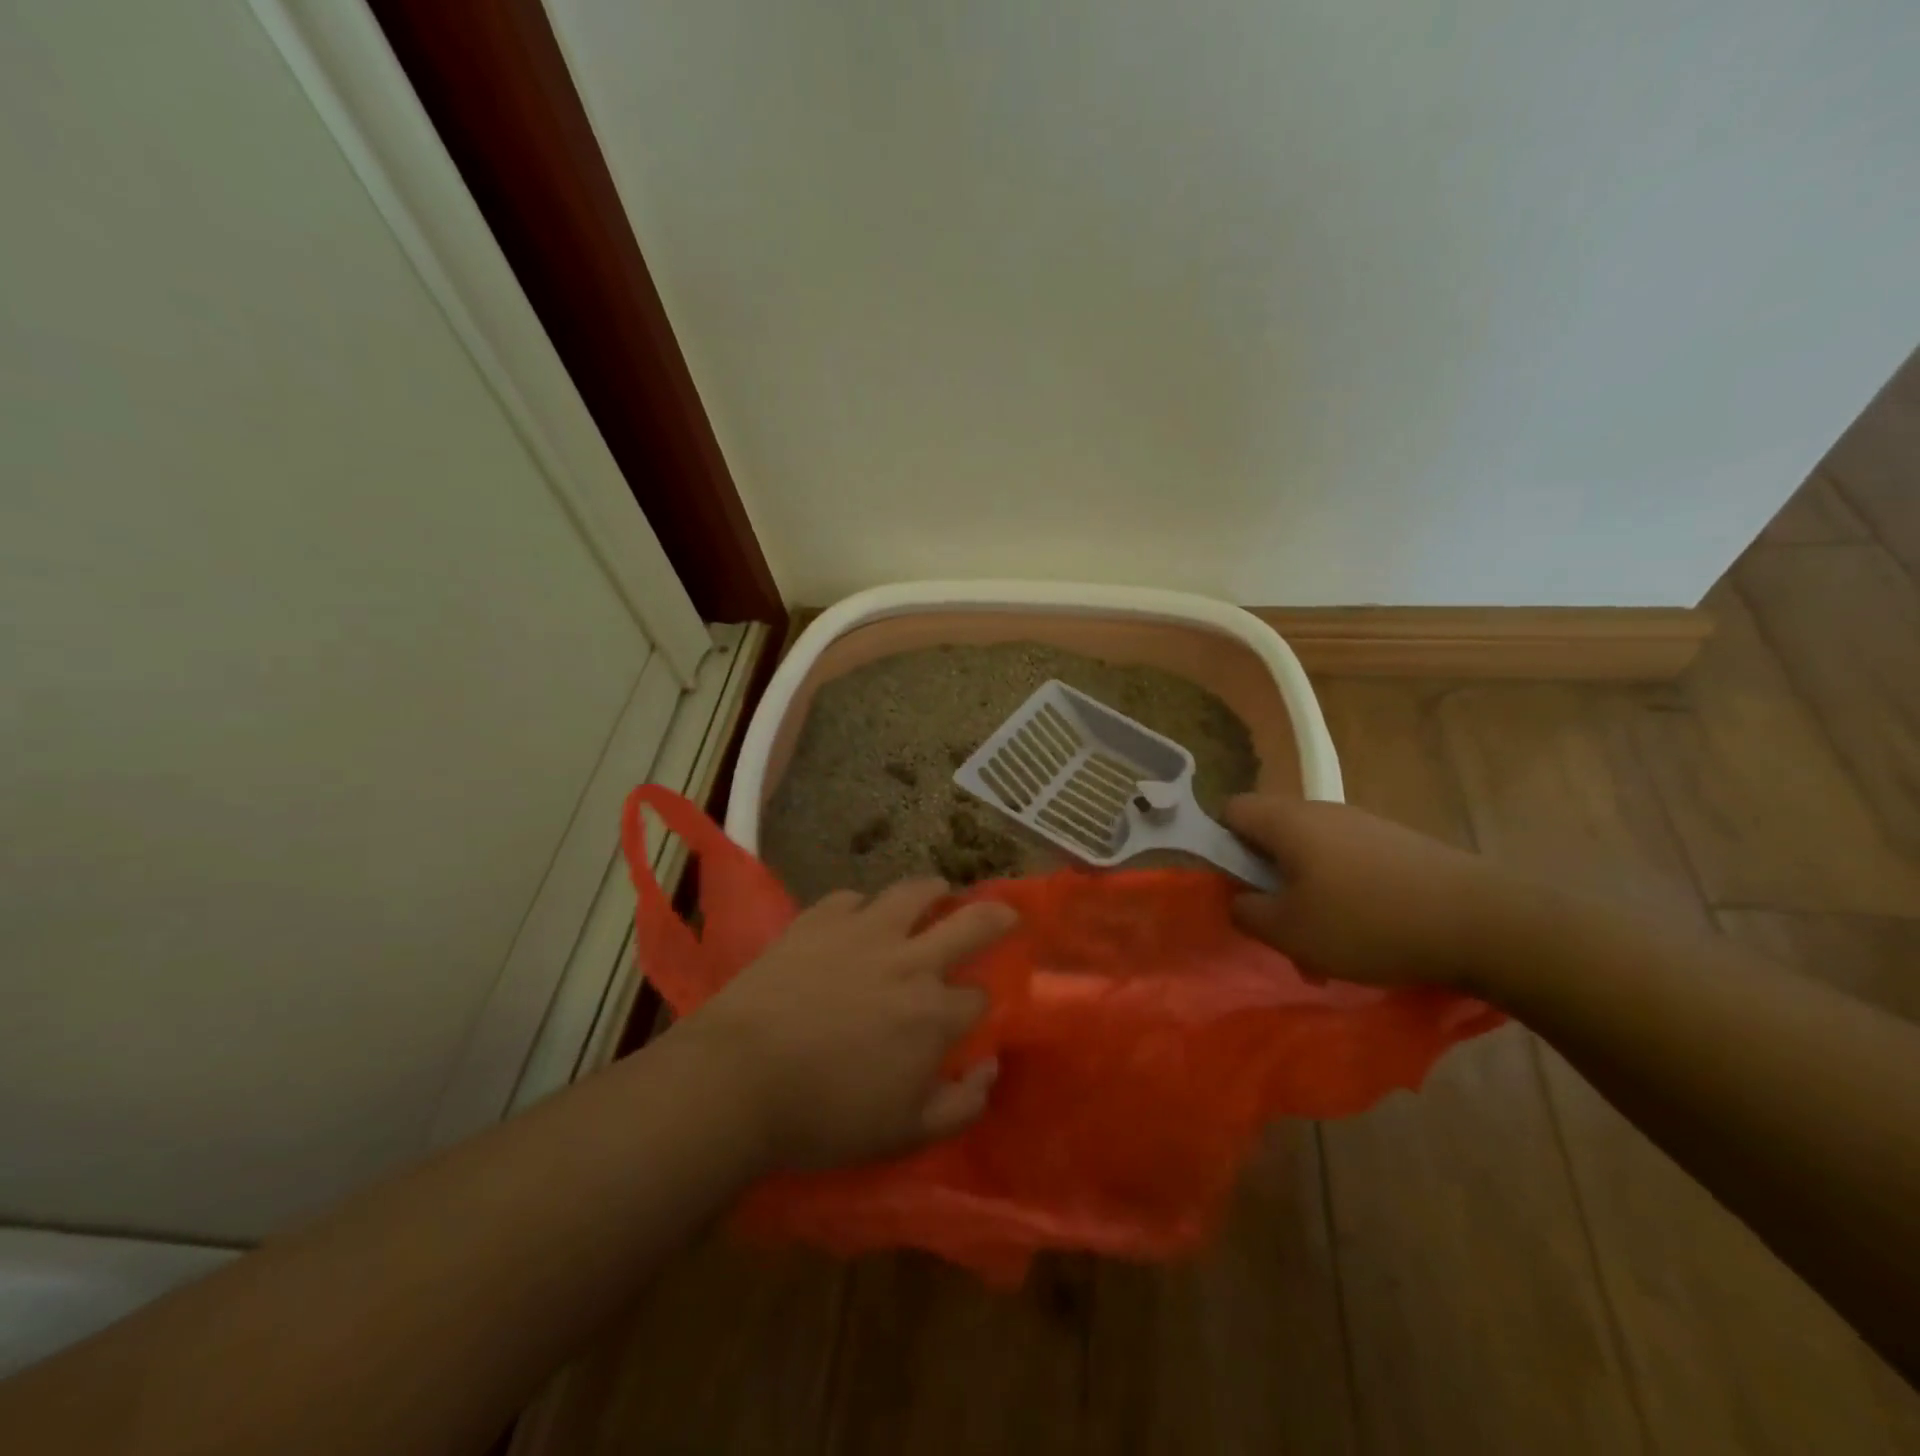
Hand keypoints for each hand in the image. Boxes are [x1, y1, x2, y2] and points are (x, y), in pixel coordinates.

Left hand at [680, 879, 1017, 1171]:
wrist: (739, 1079)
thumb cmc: (824, 1116)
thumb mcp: (904, 1134)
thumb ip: (961, 1105)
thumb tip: (991, 1068)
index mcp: (933, 1014)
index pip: (979, 997)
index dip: (980, 1003)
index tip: (972, 1009)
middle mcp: (910, 961)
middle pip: (971, 923)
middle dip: (996, 916)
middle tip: (1005, 912)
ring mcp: (864, 931)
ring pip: (914, 892)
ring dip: (933, 892)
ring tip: (936, 893)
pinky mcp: (819, 919)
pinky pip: (852, 898)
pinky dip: (862, 907)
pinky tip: (857, 918)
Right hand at [1224, 795, 1504, 989]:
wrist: (1484, 923)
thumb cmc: (1367, 922)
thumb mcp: (1289, 931)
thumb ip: (1246, 912)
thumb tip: (1239, 898)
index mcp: (1287, 821)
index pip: (1231, 810)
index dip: (1219, 844)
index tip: (1232, 886)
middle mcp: (1322, 810)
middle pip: (1271, 834)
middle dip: (1265, 879)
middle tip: (1278, 926)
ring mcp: (1364, 824)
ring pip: (1310, 854)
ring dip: (1304, 894)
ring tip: (1323, 945)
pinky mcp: (1397, 844)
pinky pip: (1348, 863)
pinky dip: (1341, 894)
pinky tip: (1365, 936)